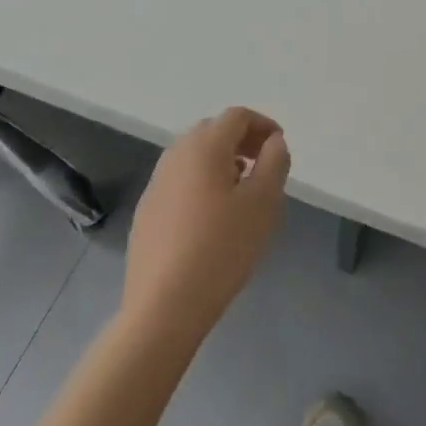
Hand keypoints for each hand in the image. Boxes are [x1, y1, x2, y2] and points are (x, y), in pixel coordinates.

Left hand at [121, 107, 289, 344]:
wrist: (162, 308)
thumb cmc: (221, 248)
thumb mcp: (263, 202)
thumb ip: (274, 162)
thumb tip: (273, 142)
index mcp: (204, 146)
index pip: (237, 116)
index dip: (263, 124)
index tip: (279, 148)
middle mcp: (175, 156)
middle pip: (212, 130)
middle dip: (241, 140)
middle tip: (262, 165)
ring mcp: (156, 185)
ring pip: (194, 156)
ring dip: (221, 161)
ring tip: (240, 192)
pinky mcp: (146, 212)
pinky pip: (180, 181)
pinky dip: (201, 182)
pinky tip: (212, 218)